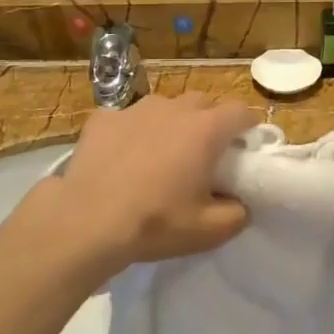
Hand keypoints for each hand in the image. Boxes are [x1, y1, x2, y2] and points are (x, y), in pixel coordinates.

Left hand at [37, 94, 258, 271]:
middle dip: (210, 121)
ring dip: (170, 123)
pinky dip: (132, 132)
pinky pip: (126, 118)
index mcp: (206, 129)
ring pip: (164, 106)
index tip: (244, 148)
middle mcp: (173, 108)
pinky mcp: (102, 118)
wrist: (86, 221)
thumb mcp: (210, 231)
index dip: (247, 127)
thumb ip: (238, 213)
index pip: (240, 111)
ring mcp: (134, 109)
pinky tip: (122, 157)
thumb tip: (239, 203)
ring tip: (160, 153)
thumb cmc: (155, 223)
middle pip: (203, 102)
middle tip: (204, 153)